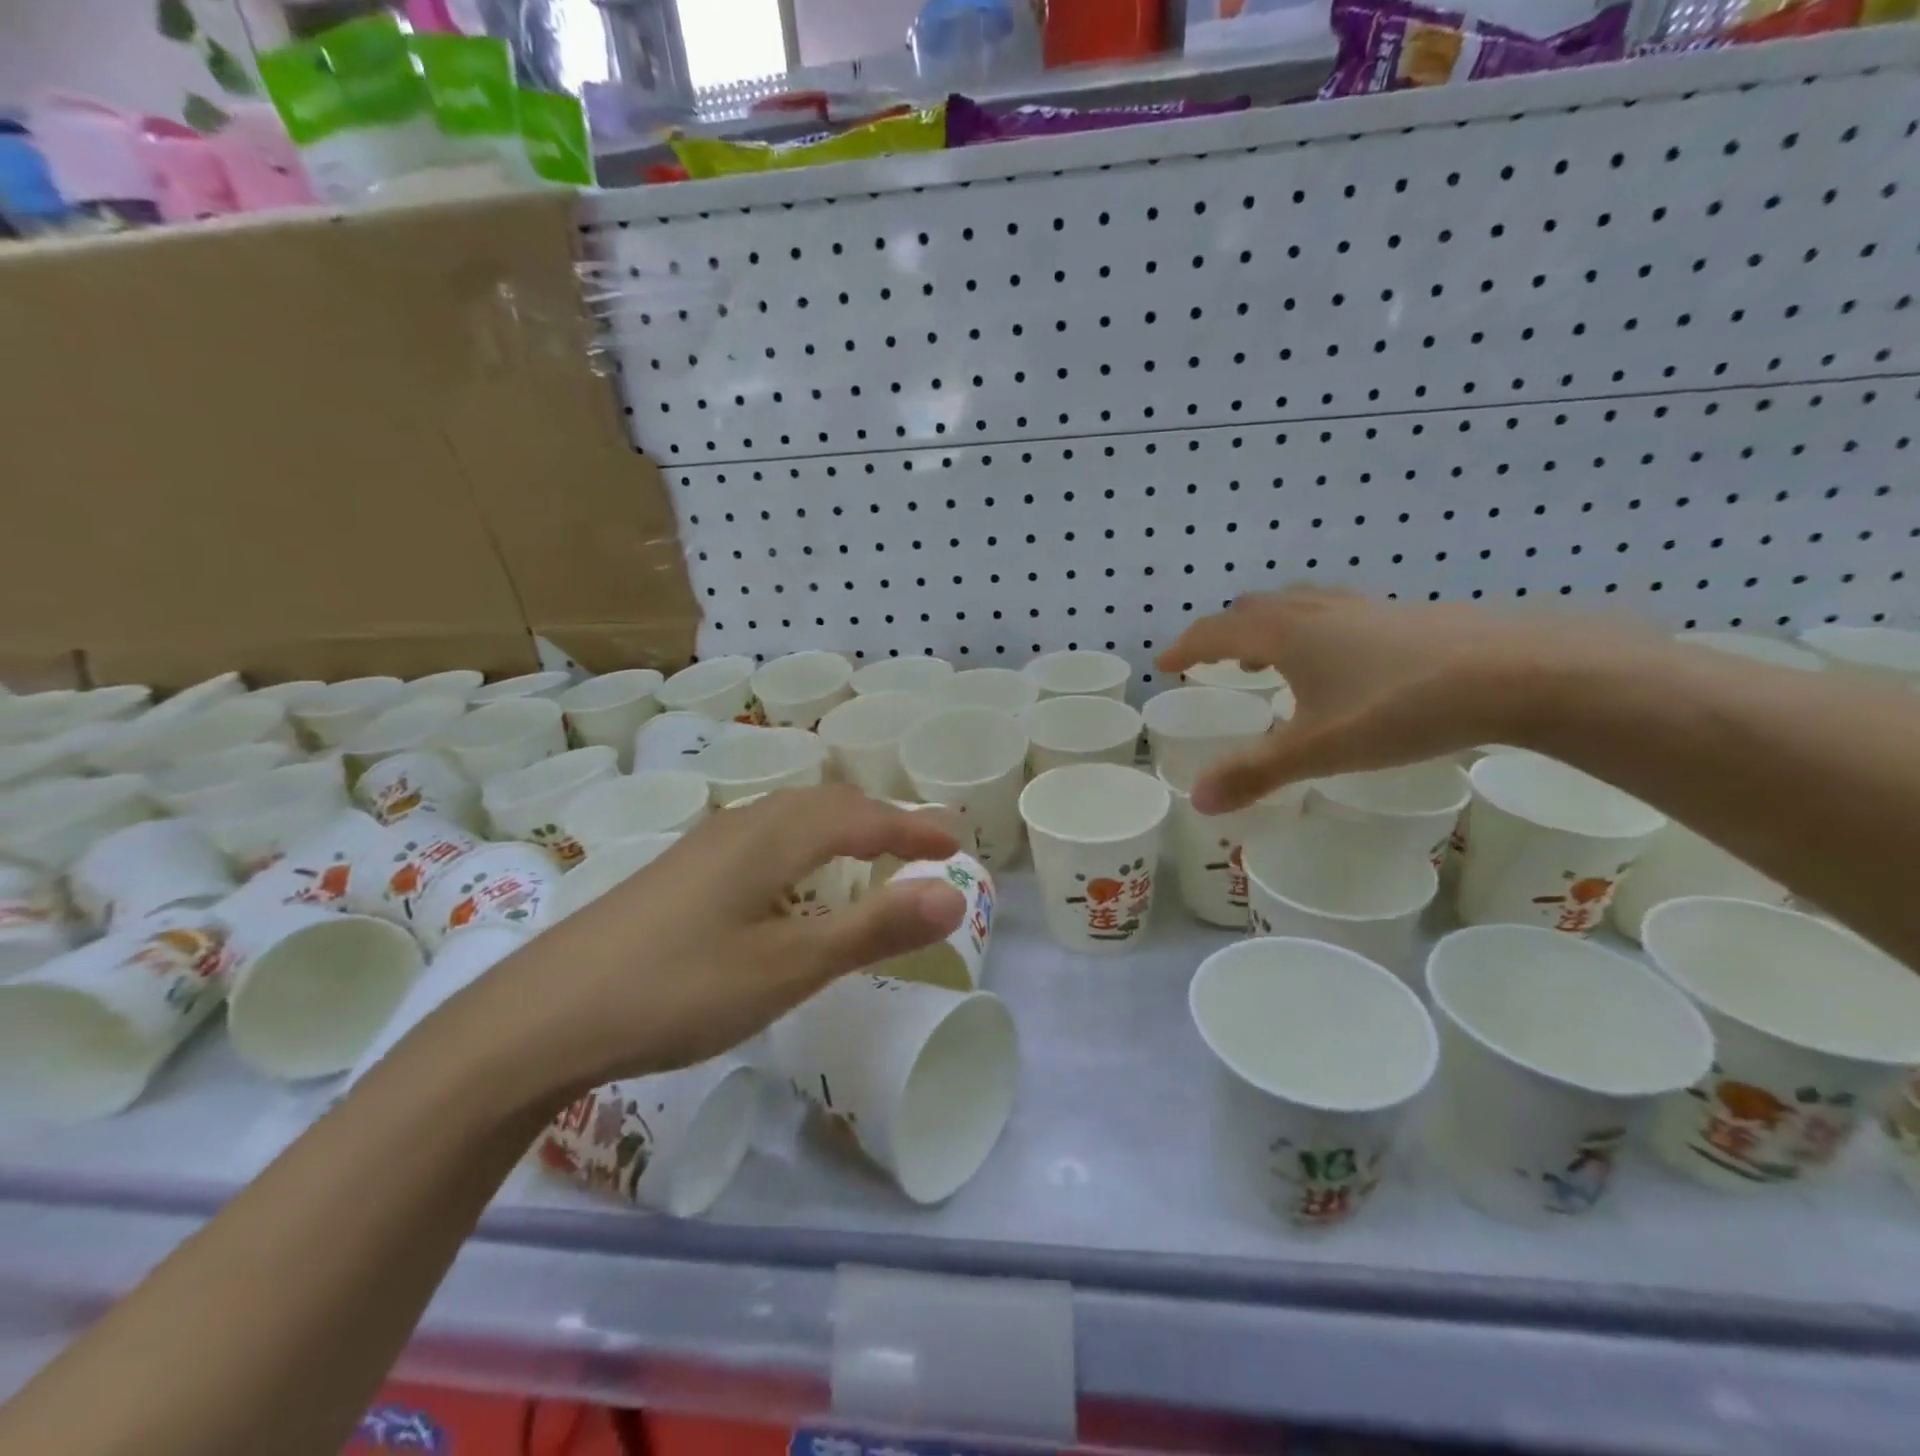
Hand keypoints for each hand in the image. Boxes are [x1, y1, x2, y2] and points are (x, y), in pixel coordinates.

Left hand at [460, 786, 965, 1103]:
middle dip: (882, 819)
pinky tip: (791, 880)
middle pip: (827, 805)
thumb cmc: (678, 990)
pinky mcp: (678, 871)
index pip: (864, 818)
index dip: (914, 828)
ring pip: (790, 817)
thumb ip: (873, 929)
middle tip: (922, 843)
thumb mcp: (788, 967)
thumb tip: (954, 894)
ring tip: (869, 852)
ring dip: (841, 826)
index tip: (957, 842)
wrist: (541, 1016)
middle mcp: (740, 825)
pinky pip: (762, 837)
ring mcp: (702, 845)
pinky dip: (803, 844)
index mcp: (773, 837)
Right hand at [1156, 588, 1654, 812]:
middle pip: (1254, 608)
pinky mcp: (1403, 616)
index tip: (1165, 664)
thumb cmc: (1401, 707)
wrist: (1518, 671)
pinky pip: (1335, 614)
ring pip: (1297, 606)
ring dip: (1268, 628)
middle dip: (1225, 633)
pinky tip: (1339, 665)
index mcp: (1285, 632)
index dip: (1186, 648)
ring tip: (1269, 661)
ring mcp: (1363, 608)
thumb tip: (1198, 800)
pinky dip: (1312, 632)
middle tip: (1216, 663)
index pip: (1216, 631)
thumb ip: (1255, 773)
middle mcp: (1317, 610)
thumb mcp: (1319, 748)